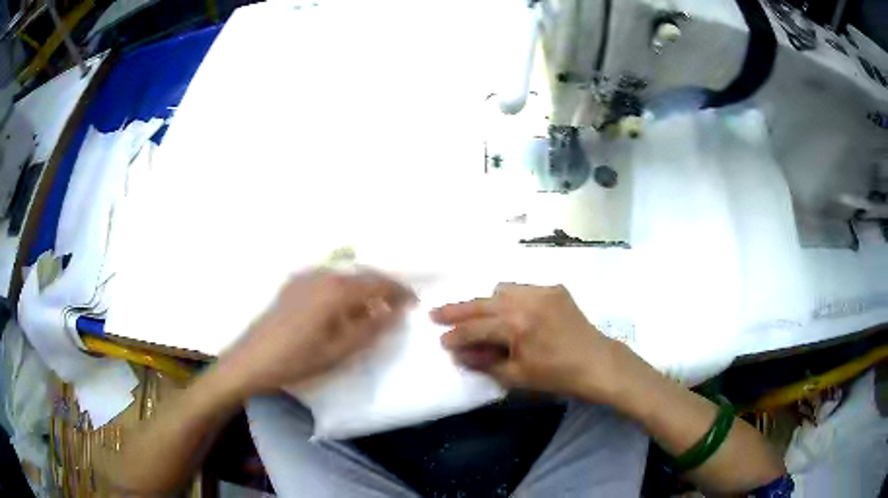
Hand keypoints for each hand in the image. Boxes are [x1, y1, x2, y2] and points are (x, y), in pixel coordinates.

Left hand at [219, 269, 413, 396]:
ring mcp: (304, 277)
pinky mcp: (293, 285)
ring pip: (344, 276)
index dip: (399, 291)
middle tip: (397, 306)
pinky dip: (343, 289)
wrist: (251, 360)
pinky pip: (327, 280)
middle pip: (362, 275)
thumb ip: (371, 329)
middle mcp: (322, 275)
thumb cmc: (297, 360)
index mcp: (336, 291)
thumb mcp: (340, 351)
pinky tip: (342, 309)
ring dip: (362, 289)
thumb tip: (394, 311)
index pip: (378, 284)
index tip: (413, 303)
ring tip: (372, 310)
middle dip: (382, 288)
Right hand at [430, 283, 622, 402]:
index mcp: (517, 325)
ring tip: (475, 315)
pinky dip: (510, 299)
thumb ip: (484, 362)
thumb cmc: (557, 375)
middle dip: (457, 310)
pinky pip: (522, 289)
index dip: (456, 336)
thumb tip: (459, 352)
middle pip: (482, 302)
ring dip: (485, 303)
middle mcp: (527, 300)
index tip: (441, 340)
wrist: (596, 362)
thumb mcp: (516, 375)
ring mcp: (542, 291)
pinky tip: (509, 313)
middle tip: (437, 313)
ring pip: (501, 290)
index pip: (476, 328)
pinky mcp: (554, 289)